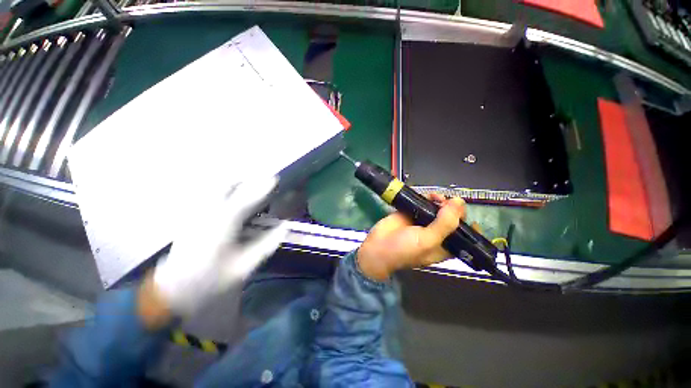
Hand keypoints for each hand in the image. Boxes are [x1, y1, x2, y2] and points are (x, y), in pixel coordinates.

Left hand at [149, 176, 287, 317]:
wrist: (175, 292)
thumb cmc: (212, 280)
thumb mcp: (245, 266)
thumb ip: (267, 244)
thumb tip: (285, 227)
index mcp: (222, 226)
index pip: (246, 200)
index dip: (262, 188)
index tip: (275, 179)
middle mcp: (206, 214)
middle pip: (225, 186)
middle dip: (246, 182)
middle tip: (261, 185)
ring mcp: (195, 214)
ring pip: (215, 189)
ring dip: (234, 185)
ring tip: (248, 189)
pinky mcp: (190, 218)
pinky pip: (208, 196)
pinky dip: (222, 193)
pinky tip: (230, 200)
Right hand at [357, 194, 471, 280]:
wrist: (378, 246)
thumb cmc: (404, 249)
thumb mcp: (427, 241)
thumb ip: (445, 223)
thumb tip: (459, 201)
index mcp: (445, 245)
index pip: (465, 236)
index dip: (469, 224)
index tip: (465, 213)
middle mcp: (436, 233)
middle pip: (452, 218)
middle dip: (453, 209)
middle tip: (447, 202)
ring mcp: (423, 222)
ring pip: (439, 209)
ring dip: (441, 201)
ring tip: (435, 197)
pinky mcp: (412, 213)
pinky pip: (424, 203)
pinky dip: (428, 198)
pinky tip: (428, 195)